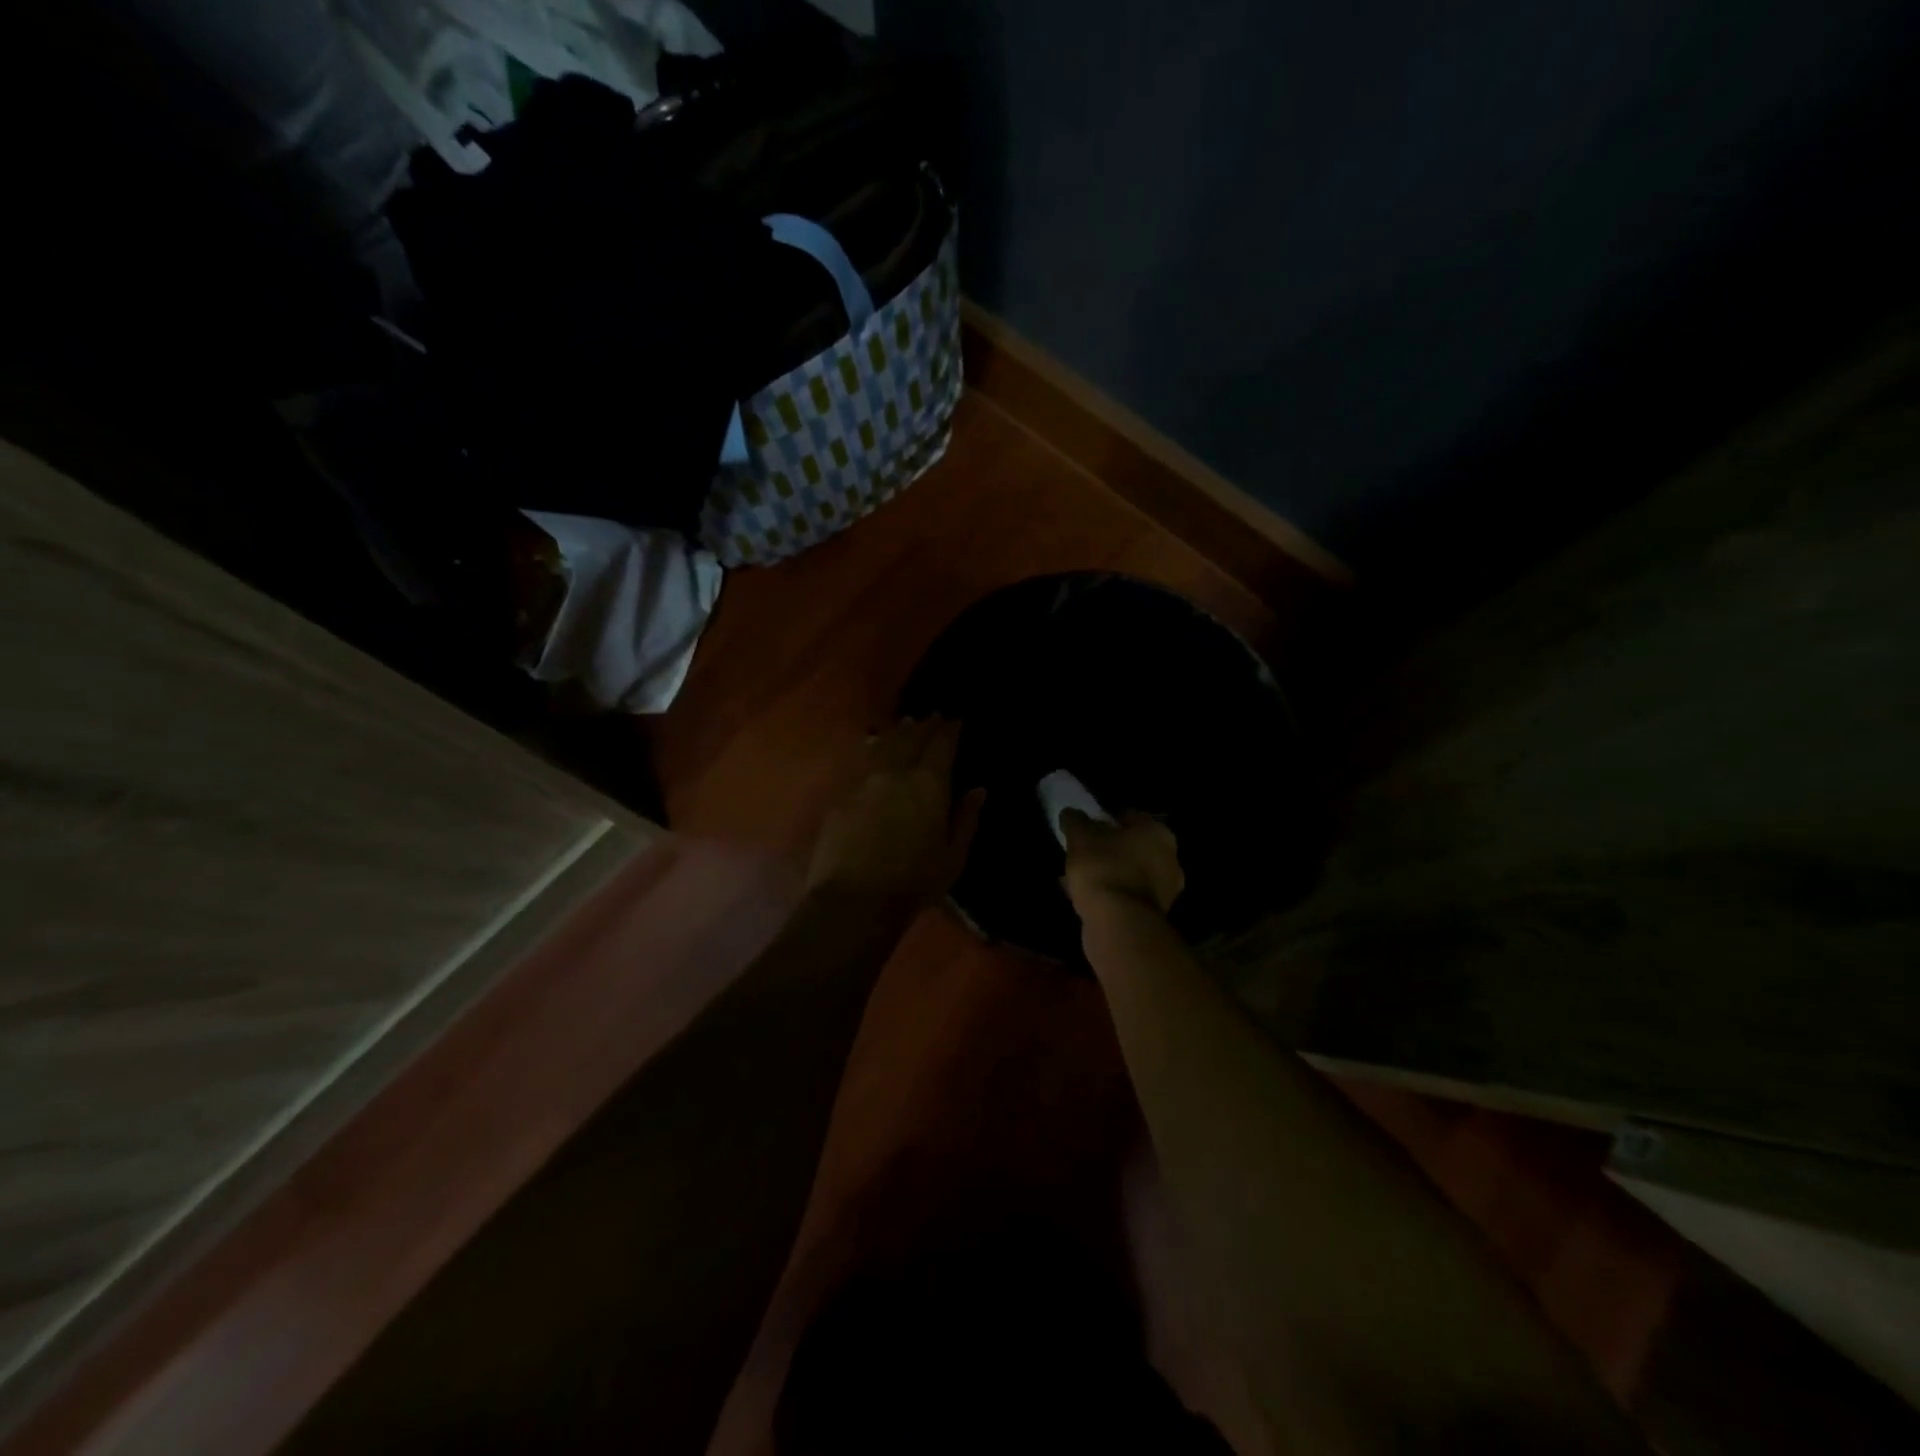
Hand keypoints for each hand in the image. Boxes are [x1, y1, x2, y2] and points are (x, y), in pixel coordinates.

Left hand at [807, 718, 985, 910]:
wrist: (854, 900)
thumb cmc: (913, 882)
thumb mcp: (953, 856)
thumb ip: (966, 818)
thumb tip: (978, 790)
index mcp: (928, 783)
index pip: (942, 745)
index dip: (950, 730)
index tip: (956, 720)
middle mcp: (895, 772)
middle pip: (911, 738)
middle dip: (924, 726)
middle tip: (932, 716)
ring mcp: (864, 781)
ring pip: (883, 744)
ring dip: (897, 732)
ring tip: (905, 724)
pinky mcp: (841, 795)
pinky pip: (861, 761)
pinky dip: (872, 749)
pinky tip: (873, 747)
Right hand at [1061, 810, 1184, 916]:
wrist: (1119, 924)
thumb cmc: (1104, 868)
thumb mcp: (1081, 837)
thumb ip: (1075, 821)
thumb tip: (1071, 813)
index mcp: (1158, 833)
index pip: (1130, 817)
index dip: (1106, 819)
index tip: (1086, 826)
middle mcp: (1169, 859)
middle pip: (1132, 847)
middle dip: (1108, 849)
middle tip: (1083, 852)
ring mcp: (1165, 890)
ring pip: (1129, 873)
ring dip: (1108, 873)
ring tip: (1078, 877)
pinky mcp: (1153, 916)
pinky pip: (1126, 896)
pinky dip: (1109, 894)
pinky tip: (1084, 898)